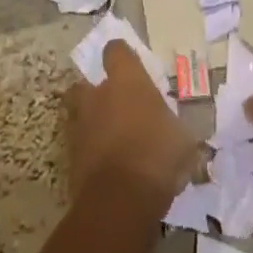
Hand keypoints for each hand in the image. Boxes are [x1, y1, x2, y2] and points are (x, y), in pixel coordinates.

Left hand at [65, 40, 199, 202]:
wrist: (120, 201)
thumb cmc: (157, 155)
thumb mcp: (183, 139)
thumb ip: (175, 128)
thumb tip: (180, 132)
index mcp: (127, 80)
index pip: (116, 50)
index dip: (121, 56)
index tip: (130, 65)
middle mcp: (98, 95)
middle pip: (86, 82)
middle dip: (97, 92)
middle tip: (115, 106)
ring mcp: (81, 126)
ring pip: (79, 114)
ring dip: (91, 122)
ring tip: (109, 138)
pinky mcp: (70, 157)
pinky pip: (79, 146)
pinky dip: (89, 152)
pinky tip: (106, 166)